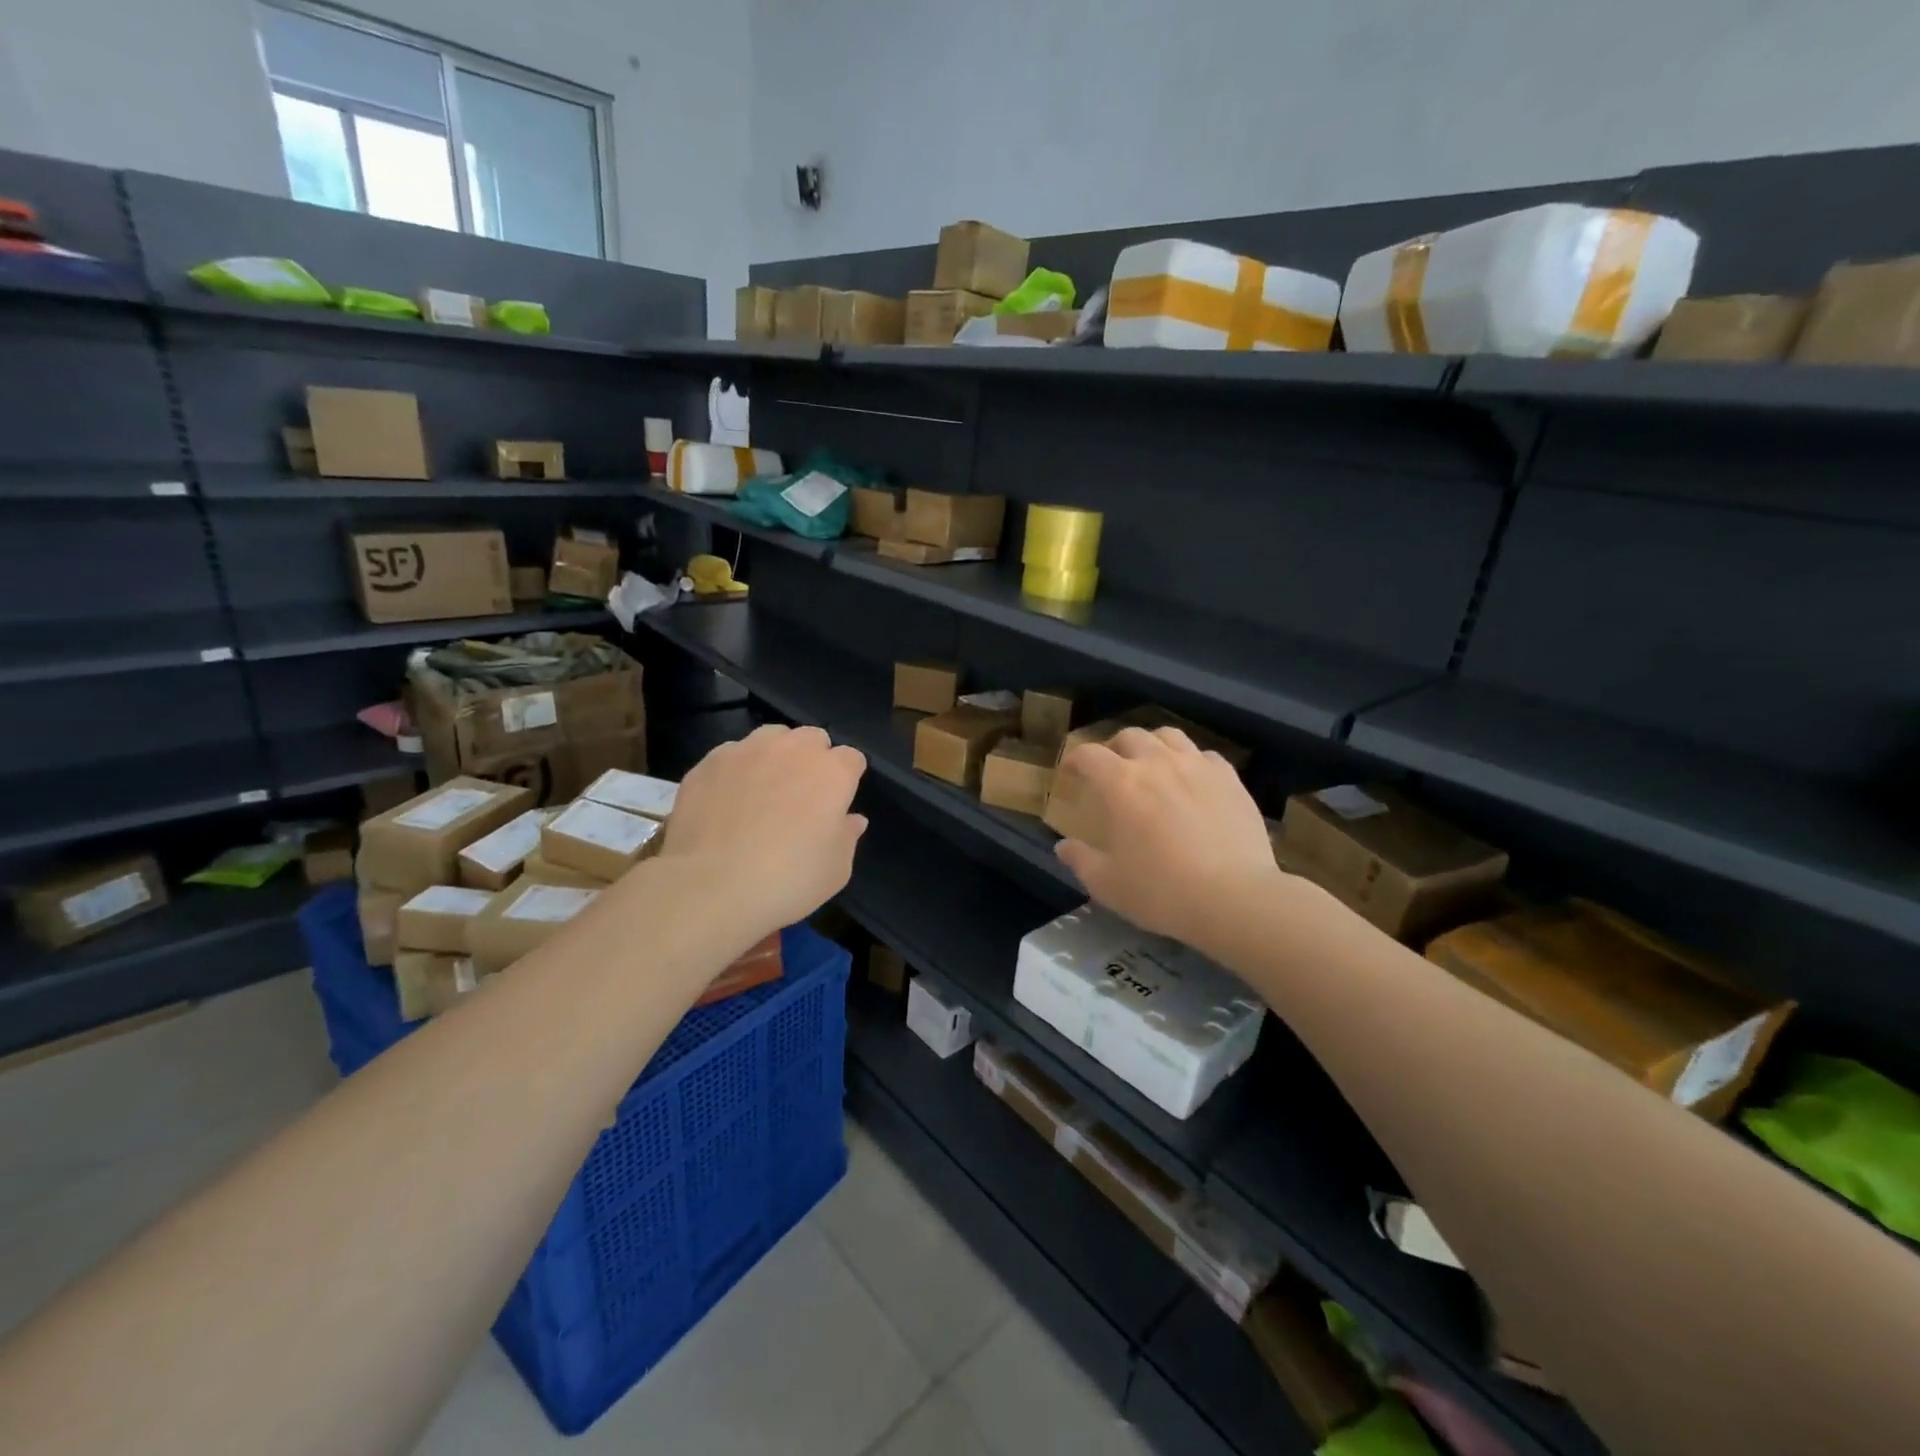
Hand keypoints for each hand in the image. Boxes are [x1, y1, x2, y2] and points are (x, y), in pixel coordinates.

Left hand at [660, 725, 868, 934]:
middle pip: (812, 738)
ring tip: (763, 790)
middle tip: (802, 795)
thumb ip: (847, 836)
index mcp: (833, 772)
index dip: (847, 779)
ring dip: (775, 756)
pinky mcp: (710, 762)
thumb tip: (852, 819)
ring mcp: (748, 750)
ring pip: (771, 738)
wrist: (711, 886)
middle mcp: (793, 750)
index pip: (851, 758)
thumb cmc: (788, 880)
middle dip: (813, 759)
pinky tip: (727, 801)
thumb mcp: (836, 870)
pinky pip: (732, 755)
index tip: (838, 803)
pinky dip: (736, 771)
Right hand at [1054, 727, 1282, 949]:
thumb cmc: (1161, 891)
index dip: (1075, 759)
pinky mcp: (1230, 778)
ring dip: (1153, 745)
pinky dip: (1191, 762)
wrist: (1234, 897)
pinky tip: (1193, 781)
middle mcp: (1157, 763)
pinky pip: (1205, 755)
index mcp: (1120, 783)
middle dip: (1114, 748)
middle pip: (1129, 736)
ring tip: (1153, 765)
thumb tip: (1063, 847)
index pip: (1089, 754)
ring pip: (1169, 736)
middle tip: (1112, 769)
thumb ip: (1081, 860)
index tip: (1071, 771)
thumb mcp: (1107, 884)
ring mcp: (1197, 766)